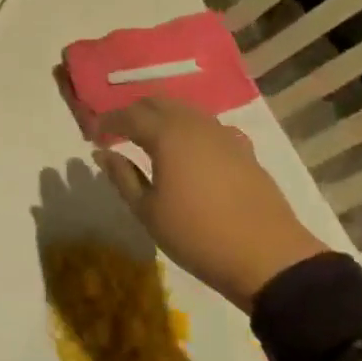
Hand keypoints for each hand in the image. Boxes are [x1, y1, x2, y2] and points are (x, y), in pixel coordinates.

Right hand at [91, 97, 328, 311]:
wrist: (268, 258)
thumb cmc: (198, 236)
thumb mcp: (148, 212)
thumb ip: (122, 177)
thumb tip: (102, 153)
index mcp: (166, 134)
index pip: (128, 115)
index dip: (107, 122)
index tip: (93, 135)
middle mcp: (194, 124)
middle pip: (157, 103)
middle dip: (134, 113)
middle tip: (118, 133)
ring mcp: (223, 134)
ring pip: (185, 110)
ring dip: (162, 117)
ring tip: (150, 139)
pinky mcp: (244, 149)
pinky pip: (209, 126)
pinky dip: (190, 129)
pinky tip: (190, 150)